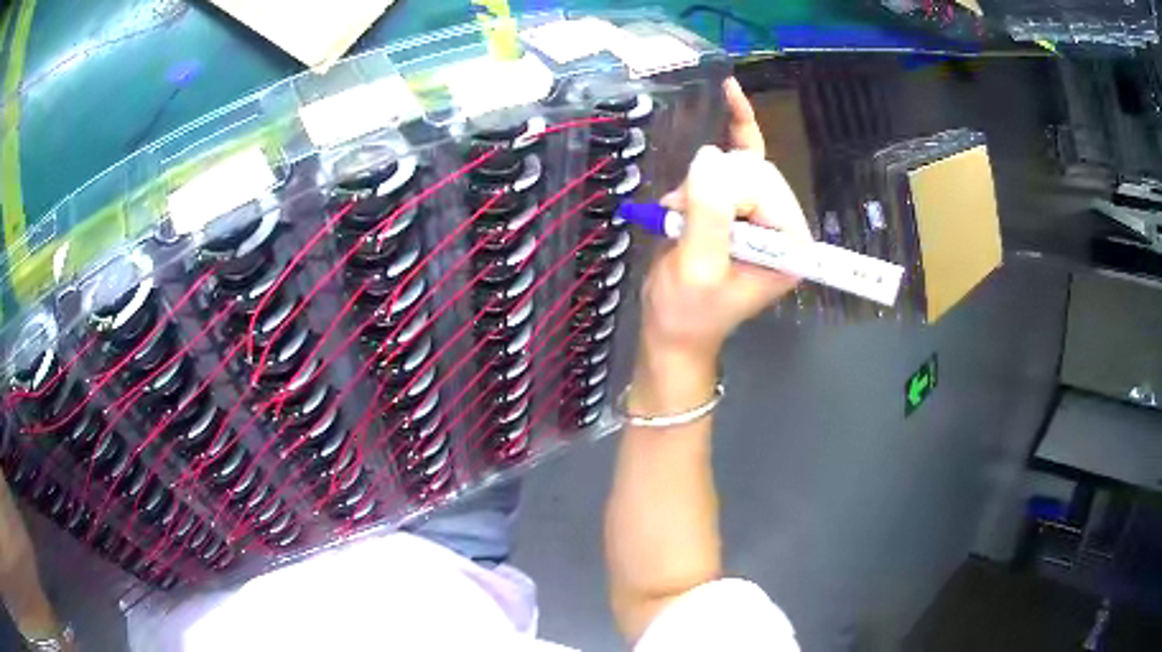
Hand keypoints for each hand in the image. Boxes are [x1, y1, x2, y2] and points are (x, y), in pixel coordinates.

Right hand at [640, 79, 809, 361]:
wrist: (674, 331)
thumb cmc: (687, 312)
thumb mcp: (697, 269)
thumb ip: (708, 216)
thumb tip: (708, 159)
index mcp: (790, 245)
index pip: (765, 188)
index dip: (723, 194)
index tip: (687, 215)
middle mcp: (786, 225)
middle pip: (757, 171)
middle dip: (713, 185)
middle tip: (681, 214)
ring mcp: (767, 214)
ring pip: (742, 163)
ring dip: (703, 180)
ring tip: (678, 212)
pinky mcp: (746, 205)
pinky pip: (747, 156)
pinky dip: (736, 128)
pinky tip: (730, 96)